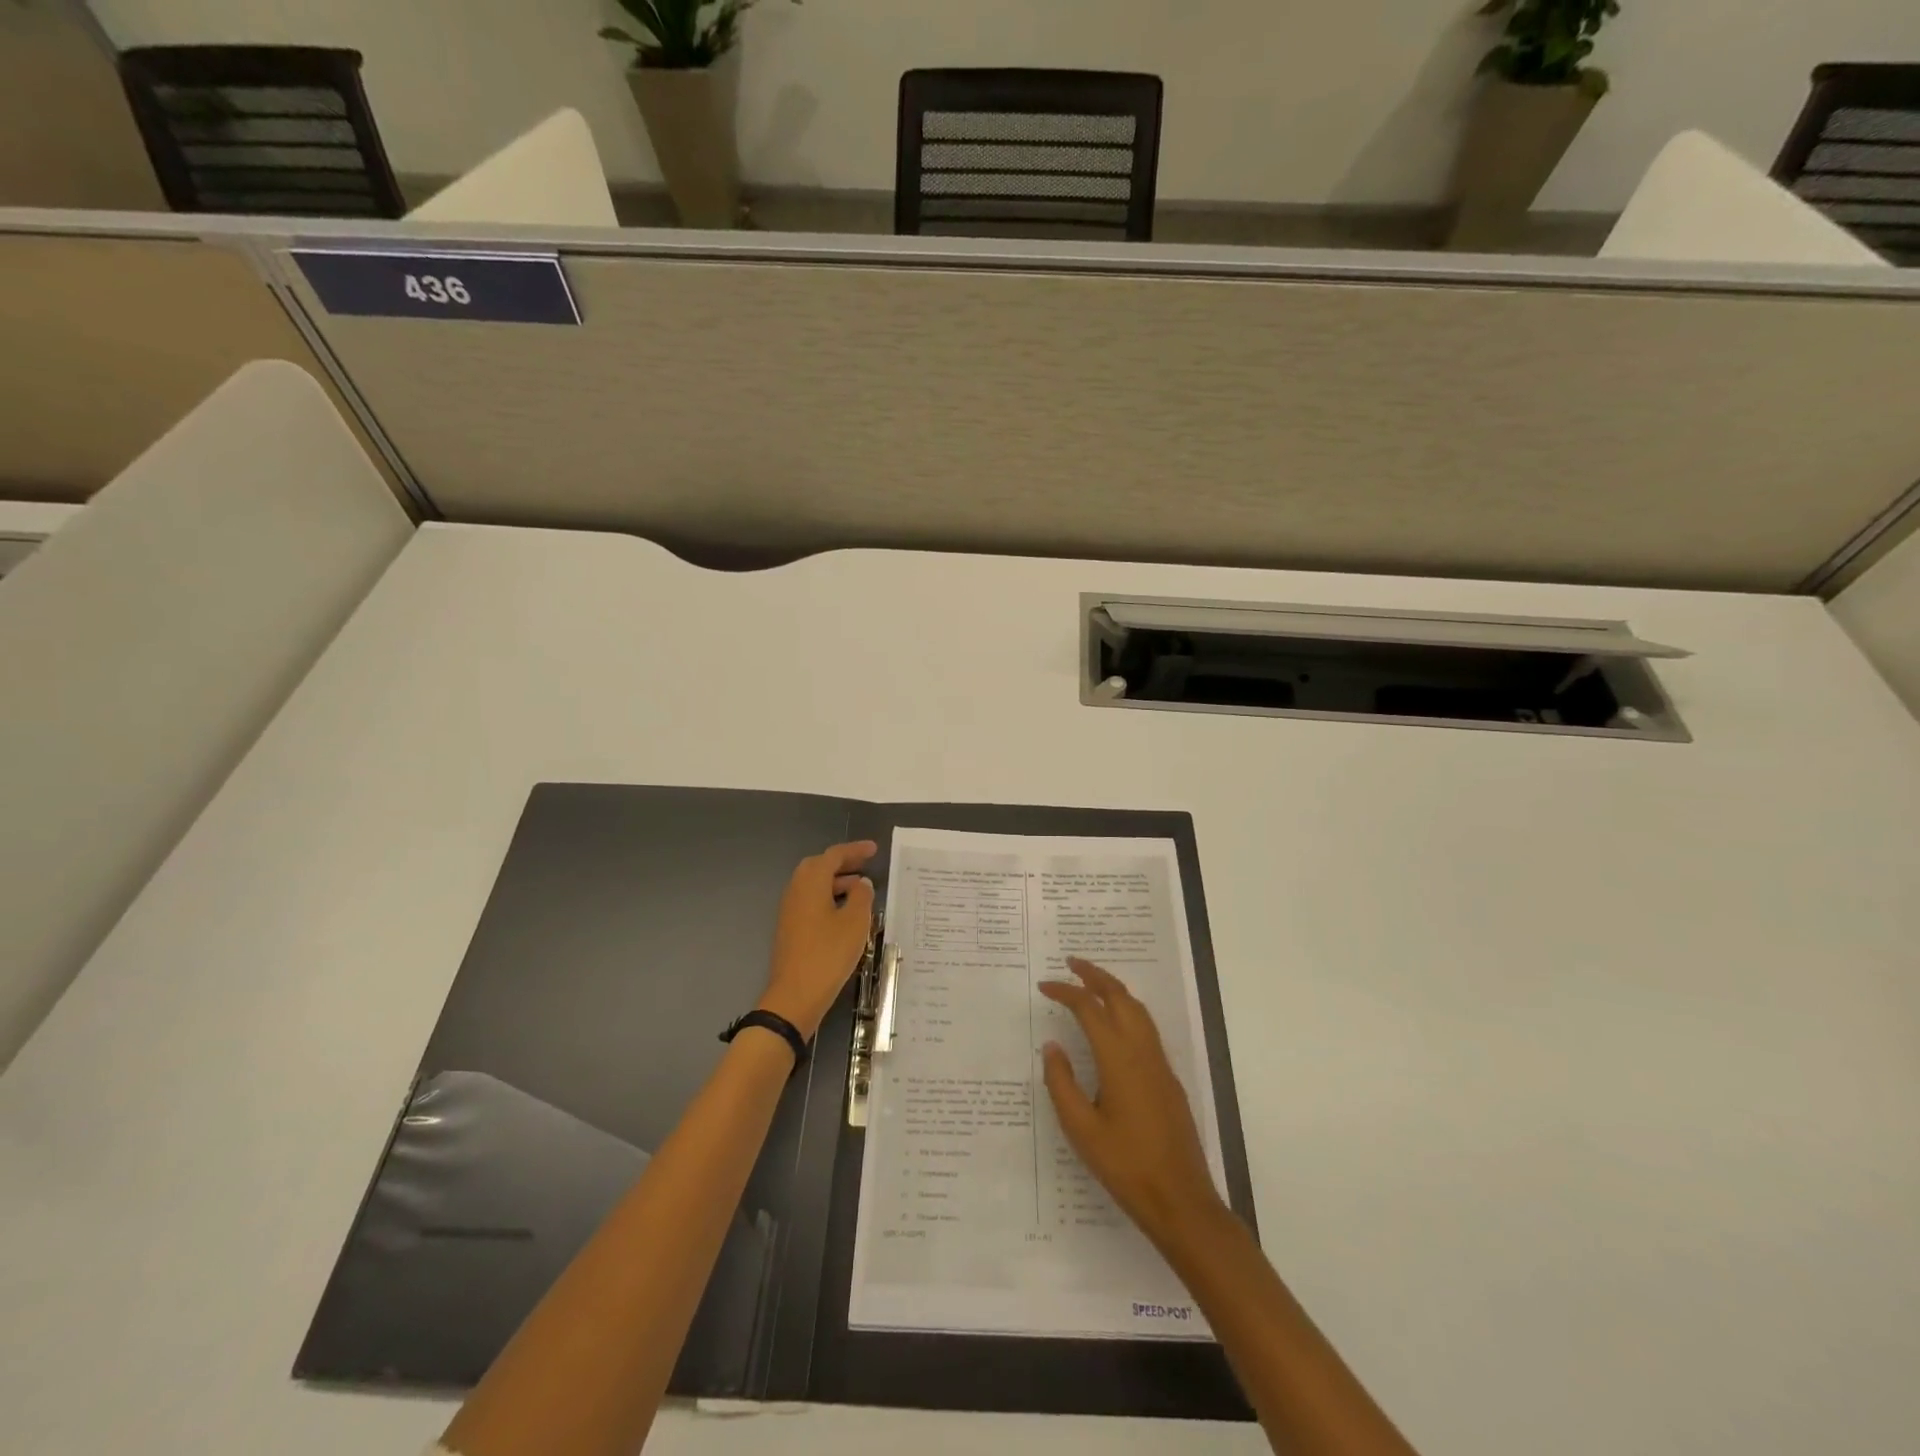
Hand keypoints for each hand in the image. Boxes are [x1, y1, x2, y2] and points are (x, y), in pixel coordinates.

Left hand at [758, 841, 877, 1040]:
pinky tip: (845, 914)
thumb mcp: (854, 923)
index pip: (833, 855)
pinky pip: (811, 902)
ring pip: (814, 885)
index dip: (855, 850)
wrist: (795, 996)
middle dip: (843, 863)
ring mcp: (790, 911)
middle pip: (819, 867)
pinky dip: (828, 898)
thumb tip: (861, 883)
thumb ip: (861, 897)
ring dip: (836, 882)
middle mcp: (796, 891)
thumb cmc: (828, 954)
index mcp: (811, 883)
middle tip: (865, 865)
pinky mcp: (790, 929)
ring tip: (861, 889)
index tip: (874, 849)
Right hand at [1040, 958, 1228, 1249]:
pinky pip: (1146, 1027)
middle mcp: (1142, 1051)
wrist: (1181, 1200)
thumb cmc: (1126, 1166)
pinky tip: (1116, 1022)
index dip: (1066, 991)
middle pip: (1120, 997)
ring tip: (1091, 982)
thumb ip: (1062, 1083)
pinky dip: (1127, 1008)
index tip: (1044, 985)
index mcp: (1118, 1058)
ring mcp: (1160, 1064)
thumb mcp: (1081, 1129)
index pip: (1090, 1008)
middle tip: (1071, 963)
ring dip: (1114, 989)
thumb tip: (1052, 1046)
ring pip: (1138, 1009)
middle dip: (1095, 975)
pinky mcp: (1168, 1079)